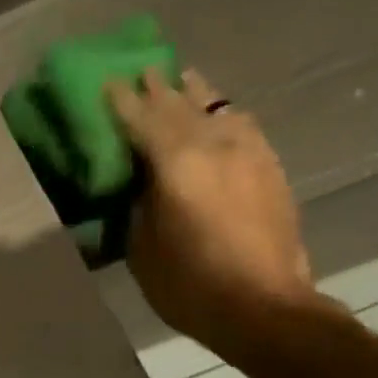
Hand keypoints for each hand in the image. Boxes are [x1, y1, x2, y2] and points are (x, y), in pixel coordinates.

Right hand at [109, 68, 321, 357]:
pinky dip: (222, 115)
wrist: (263, 308)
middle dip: (157, 87)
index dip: (121, 99)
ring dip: (195, 93)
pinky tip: (218, 116)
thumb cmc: (189, 285)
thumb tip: (140, 181)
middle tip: (141, 70)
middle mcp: (215, 145)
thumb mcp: (142, 247)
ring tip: (181, 80)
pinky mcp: (270, 167)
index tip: (107, 80)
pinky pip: (242, 125)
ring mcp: (249, 152)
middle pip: (180, 105)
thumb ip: (139, 203)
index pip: (141, 119)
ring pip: (217, 108)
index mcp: (177, 164)